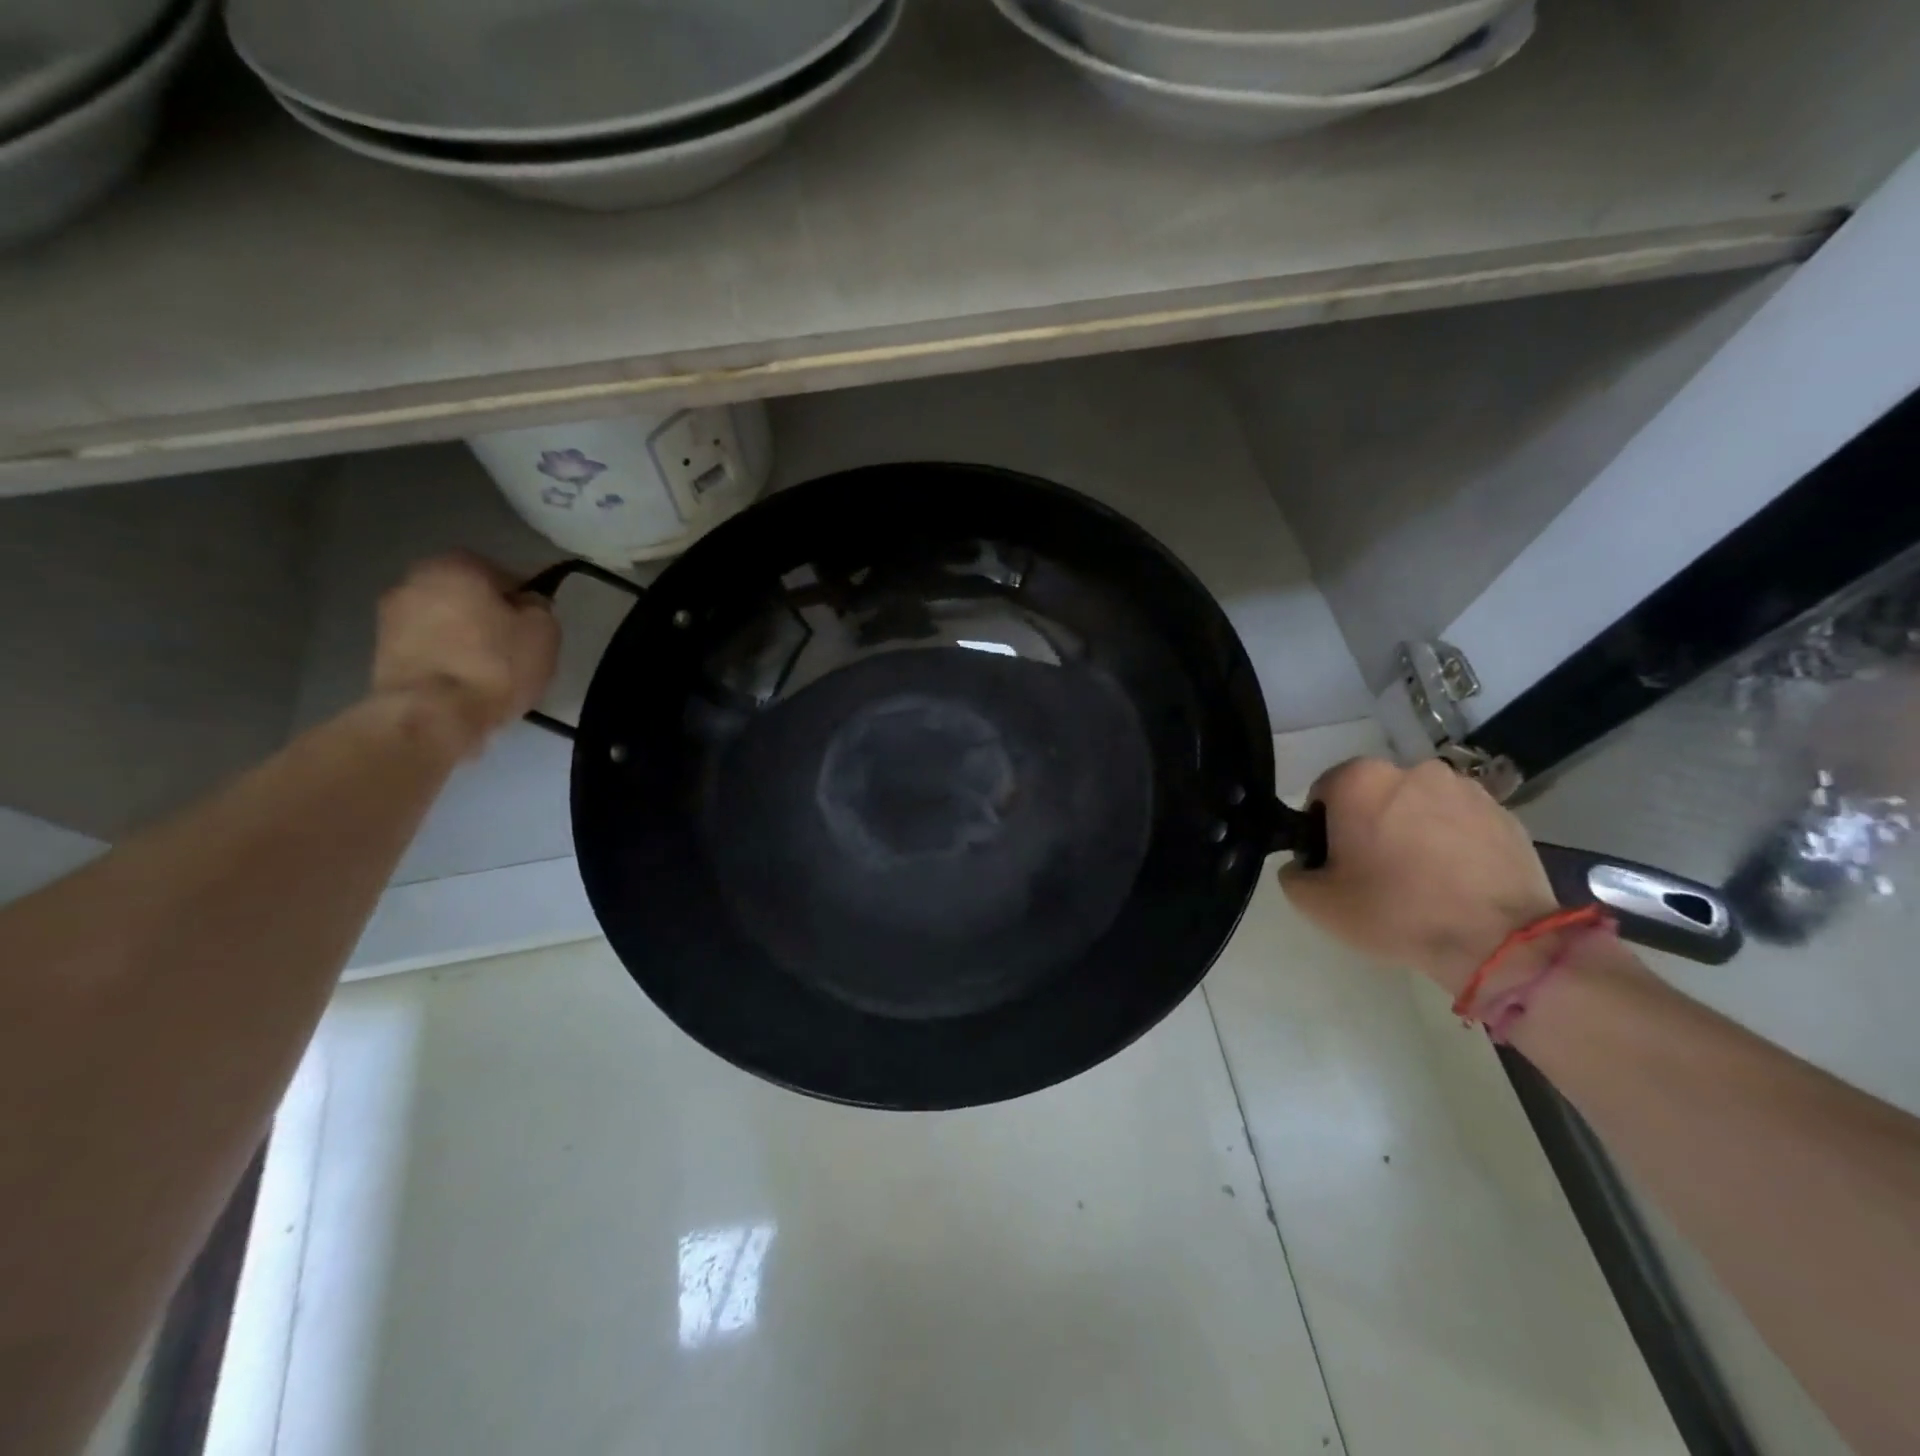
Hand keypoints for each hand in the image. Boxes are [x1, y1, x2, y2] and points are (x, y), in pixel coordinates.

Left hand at [370, 553, 560, 754]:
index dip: (523, 603)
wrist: (432, 714)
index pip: (504, 576)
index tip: (533, 630)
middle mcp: (415, 579)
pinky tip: (463, 684)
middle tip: (513, 649)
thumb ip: (540, 608)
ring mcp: (390, 615)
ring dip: (464, 639)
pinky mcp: (380, 651)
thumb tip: (527, 605)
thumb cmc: (495, 665)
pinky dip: (445, 659)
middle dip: (488, 618)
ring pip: (445, 622)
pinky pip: (428, 648)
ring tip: (488, 672)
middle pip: (468, 597)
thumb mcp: (544, 633)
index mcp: (458, 565)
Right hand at [1279, 758, 1558, 993]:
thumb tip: (1305, 863)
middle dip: (1369, 824)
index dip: (1321, 829)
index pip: (1323, 793)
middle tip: (1375, 872)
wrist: (1496, 939)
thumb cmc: (1393, 910)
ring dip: (1412, 830)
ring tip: (1422, 879)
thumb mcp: (1315, 902)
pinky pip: (1460, 823)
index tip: (1334, 863)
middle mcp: (1411, 769)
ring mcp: (1463, 788)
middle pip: (1373, 796)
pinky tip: (1455, 881)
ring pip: (1419, 806)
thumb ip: (1293, 872)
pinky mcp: (1503, 813)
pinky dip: (1452, 842)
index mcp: (1359, 780)